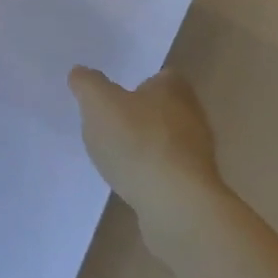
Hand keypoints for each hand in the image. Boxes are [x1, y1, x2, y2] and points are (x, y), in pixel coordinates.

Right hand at [70, 68, 228, 233]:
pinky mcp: (194, 185)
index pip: (160, 76)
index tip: (115, 95)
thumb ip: (88, 84)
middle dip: (140, 115)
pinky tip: (132, 182)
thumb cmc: (138, 142)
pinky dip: (151, 173)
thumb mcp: (99, 104)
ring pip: (166, 141)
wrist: (176, 204)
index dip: (138, 82)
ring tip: (116, 156)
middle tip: (110, 123)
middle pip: (164, 108)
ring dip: (145, 146)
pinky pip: (168, 171)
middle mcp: (192, 115)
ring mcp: (197, 153)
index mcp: (174, 88)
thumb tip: (80, 72)